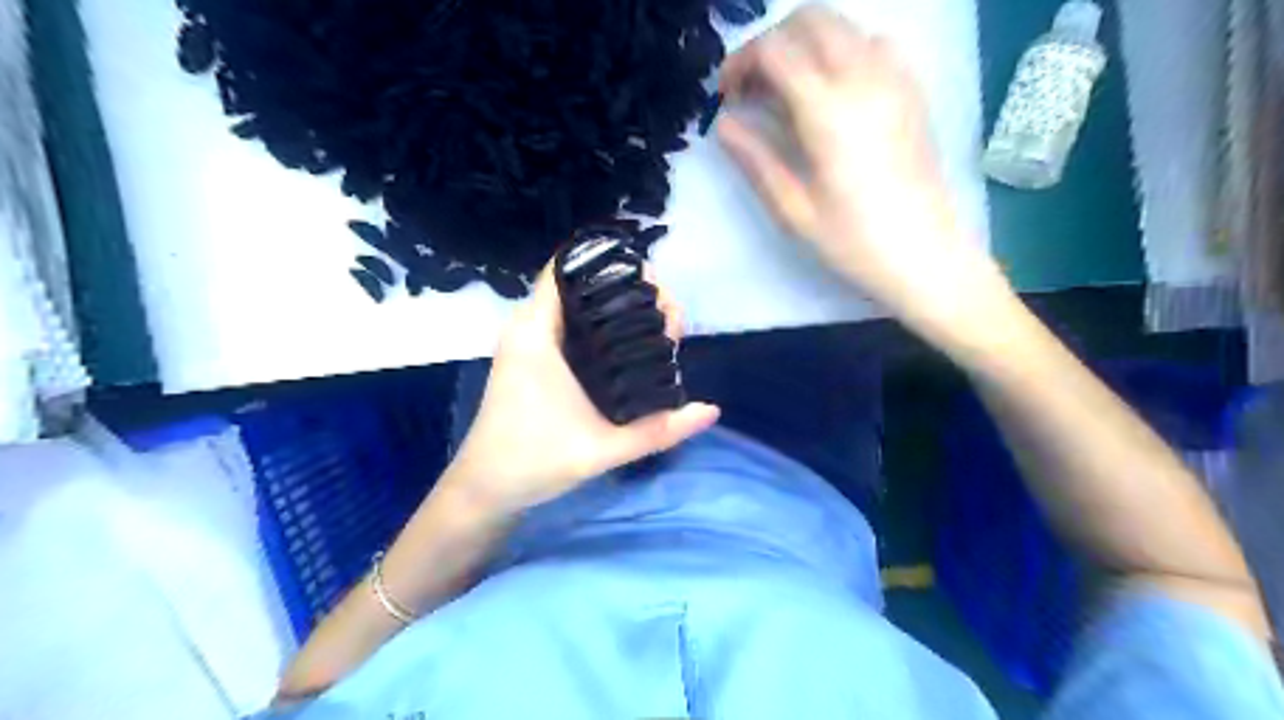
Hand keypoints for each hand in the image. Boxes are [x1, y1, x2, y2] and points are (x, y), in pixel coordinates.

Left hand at [442, 260, 719, 516]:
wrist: (485, 489)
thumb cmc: (534, 462)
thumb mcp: (604, 449)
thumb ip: (660, 431)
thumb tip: (711, 410)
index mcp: (537, 333)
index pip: (569, 268)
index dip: (614, 266)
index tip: (655, 288)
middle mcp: (530, 327)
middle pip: (582, 284)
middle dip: (630, 291)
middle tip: (669, 320)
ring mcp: (529, 342)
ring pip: (578, 305)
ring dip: (618, 310)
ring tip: (660, 330)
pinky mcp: (533, 358)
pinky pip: (571, 324)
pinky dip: (602, 325)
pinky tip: (632, 346)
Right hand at [721, 6, 1014, 349]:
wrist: (926, 255)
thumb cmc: (854, 241)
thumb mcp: (793, 210)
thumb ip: (755, 160)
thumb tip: (723, 125)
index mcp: (829, 111)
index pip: (776, 50)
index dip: (741, 63)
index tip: (726, 96)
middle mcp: (865, 78)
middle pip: (810, 20)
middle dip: (771, 43)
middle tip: (752, 89)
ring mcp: (896, 79)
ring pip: (842, 26)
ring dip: (804, 44)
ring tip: (786, 92)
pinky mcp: (912, 90)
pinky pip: (872, 43)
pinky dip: (840, 51)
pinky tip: (830, 93)